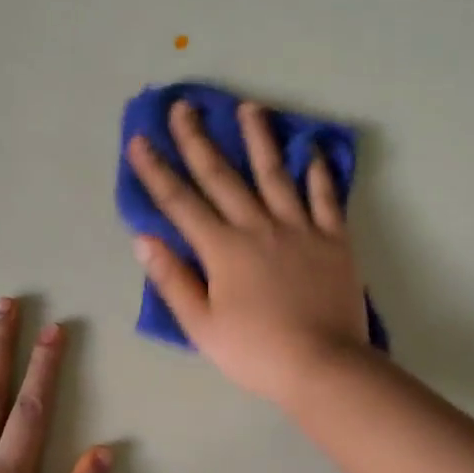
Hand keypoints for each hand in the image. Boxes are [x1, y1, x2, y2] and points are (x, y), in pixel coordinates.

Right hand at [126, 98, 369, 402]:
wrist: (323, 366)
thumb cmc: (256, 352)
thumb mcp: (202, 326)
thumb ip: (173, 280)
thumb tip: (144, 240)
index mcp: (223, 249)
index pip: (180, 202)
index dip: (156, 171)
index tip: (139, 140)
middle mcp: (258, 227)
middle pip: (223, 177)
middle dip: (198, 140)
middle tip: (184, 106)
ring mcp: (300, 229)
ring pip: (276, 174)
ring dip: (259, 139)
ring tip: (250, 107)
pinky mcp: (334, 240)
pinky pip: (325, 198)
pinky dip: (318, 173)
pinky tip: (311, 151)